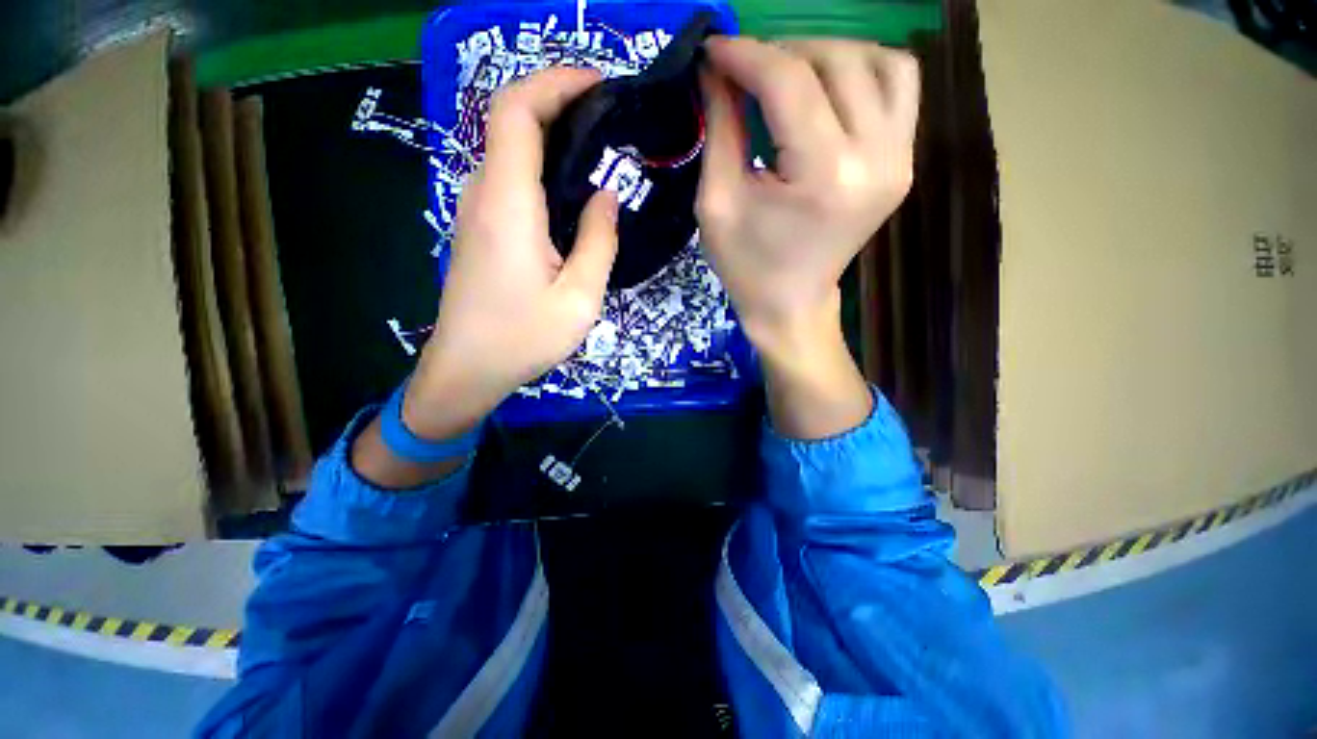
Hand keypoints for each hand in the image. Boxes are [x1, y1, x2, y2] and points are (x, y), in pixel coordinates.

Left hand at [353, 67, 618, 487]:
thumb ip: (599, 242)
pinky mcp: (479, 228)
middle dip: (560, 104)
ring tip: (601, 153)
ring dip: (552, 138)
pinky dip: (542, 168)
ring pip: (511, 151)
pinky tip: (573, 192)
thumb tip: (606, 196)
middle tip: (612, 121)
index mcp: (508, 205)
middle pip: (512, 123)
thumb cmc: (523, 338)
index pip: (516, 111)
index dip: (554, 82)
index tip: (598, 83)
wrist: (468, 368)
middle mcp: (483, 195)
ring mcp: (476, 210)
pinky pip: (510, 180)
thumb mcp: (579, 298)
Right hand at [697, 37, 919, 438]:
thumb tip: (716, 69)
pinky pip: (899, 88)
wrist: (791, 305)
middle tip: (745, 71)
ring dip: (826, 56)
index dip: (747, 55)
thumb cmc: (747, 266)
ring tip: (787, 77)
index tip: (714, 49)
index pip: (790, 83)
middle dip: (781, 53)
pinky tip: (828, 90)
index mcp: (822, 177)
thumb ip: (720, 128)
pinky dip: (863, 72)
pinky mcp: (902, 163)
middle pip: (836, 63)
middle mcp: (874, 159)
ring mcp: (899, 160)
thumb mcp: (718, 203)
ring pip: (879, 62)